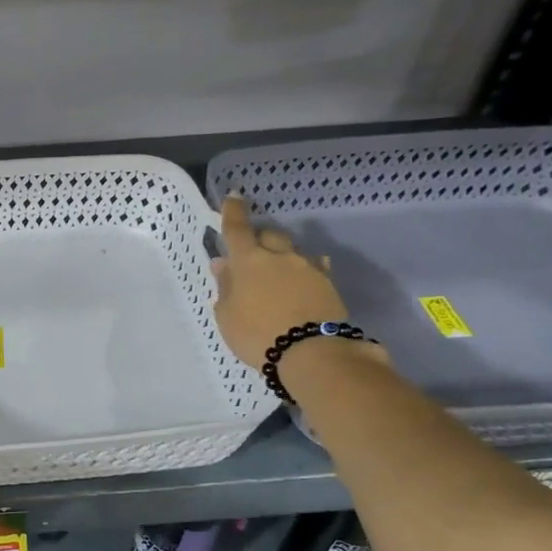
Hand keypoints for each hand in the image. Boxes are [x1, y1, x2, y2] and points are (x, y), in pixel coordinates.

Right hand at [210, 196, 351, 368]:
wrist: (312, 353)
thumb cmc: (257, 335)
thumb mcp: (227, 315)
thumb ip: (225, 287)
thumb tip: (223, 264)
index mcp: (249, 261)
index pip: (237, 228)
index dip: (233, 211)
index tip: (234, 196)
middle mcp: (279, 257)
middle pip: (269, 235)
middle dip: (260, 238)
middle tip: (252, 252)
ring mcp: (308, 268)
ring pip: (293, 251)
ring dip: (283, 256)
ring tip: (279, 273)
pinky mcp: (328, 284)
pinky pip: (315, 268)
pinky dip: (306, 270)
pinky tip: (304, 281)